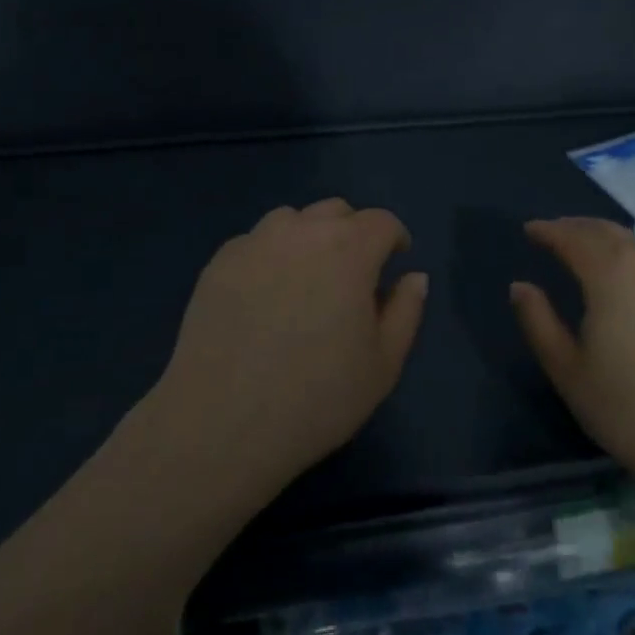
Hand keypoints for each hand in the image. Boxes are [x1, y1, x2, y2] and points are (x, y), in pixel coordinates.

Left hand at [150, 199, 427, 497]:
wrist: (221, 423)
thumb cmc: (316, 398)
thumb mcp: (382, 365)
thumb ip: (406, 311)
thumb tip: (414, 276)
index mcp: (349, 249)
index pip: (381, 222)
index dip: (394, 238)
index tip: (395, 260)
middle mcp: (302, 231)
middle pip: (337, 212)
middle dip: (353, 233)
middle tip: (352, 275)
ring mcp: (255, 242)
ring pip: (292, 220)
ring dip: (309, 237)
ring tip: (306, 280)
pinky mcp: (219, 261)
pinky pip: (256, 242)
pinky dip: (270, 256)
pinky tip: (264, 296)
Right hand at [510, 217, 634, 500]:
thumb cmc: (633, 411)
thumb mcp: (569, 371)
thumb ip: (538, 322)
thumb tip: (520, 286)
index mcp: (612, 273)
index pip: (572, 237)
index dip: (548, 231)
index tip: (529, 230)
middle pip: (607, 231)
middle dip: (577, 228)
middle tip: (556, 234)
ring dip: (610, 241)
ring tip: (591, 254)